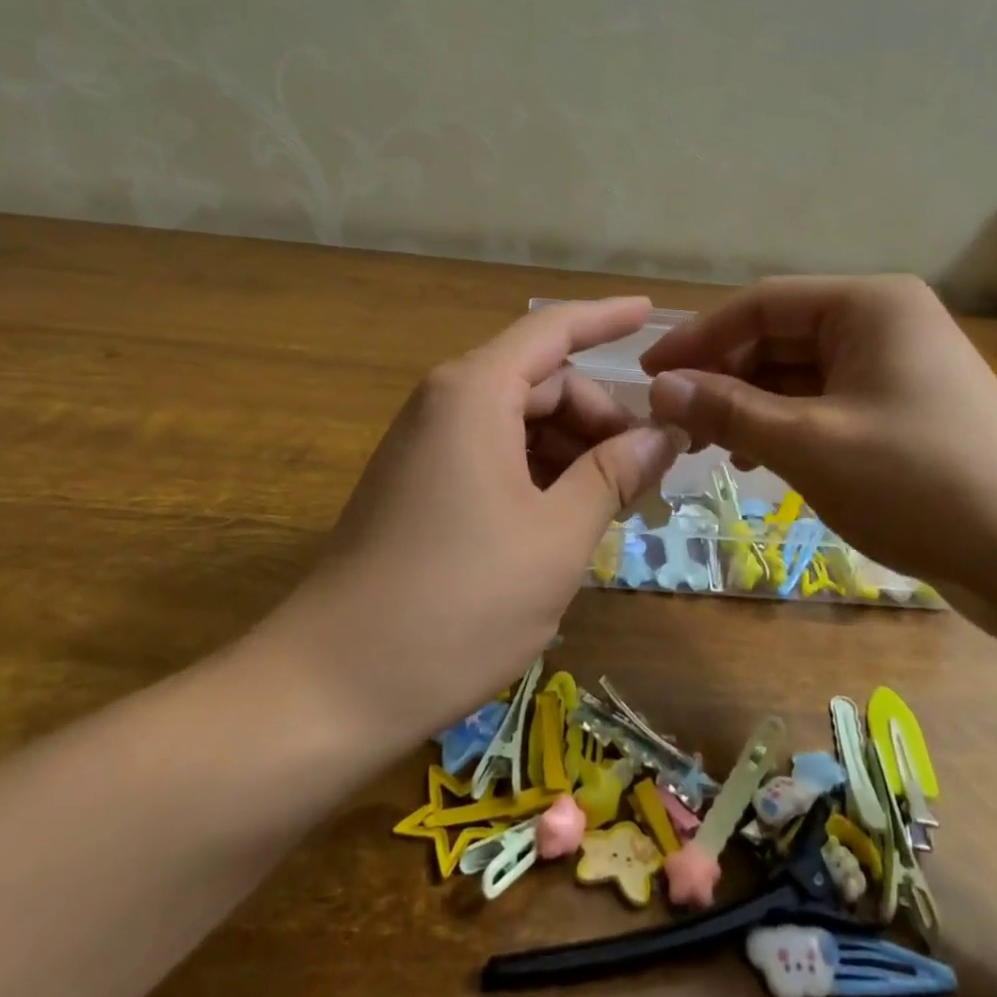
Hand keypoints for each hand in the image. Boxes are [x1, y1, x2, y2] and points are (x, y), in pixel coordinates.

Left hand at [260, 299, 681, 742]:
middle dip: (602, 417)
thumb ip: (614, 473)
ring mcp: (429, 445)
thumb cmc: (459, 602)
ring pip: (522, 423)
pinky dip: (541, 474)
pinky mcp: (421, 484)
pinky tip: (570, 519)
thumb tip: (664, 434)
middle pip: (544, 382)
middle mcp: (447, 402)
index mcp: (476, 392)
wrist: (332, 685)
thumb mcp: (557, 537)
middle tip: (653, 470)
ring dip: (575, 451)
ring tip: (620, 503)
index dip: (607, 318)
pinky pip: (496, 455)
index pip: (554, 331)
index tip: (652, 311)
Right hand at [640, 276, 996, 606]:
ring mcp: (897, 366)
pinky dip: (786, 426)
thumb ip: (728, 410)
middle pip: (779, 337)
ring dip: (751, 406)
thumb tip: (660, 389)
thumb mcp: (809, 445)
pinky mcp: (903, 409)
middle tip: (675, 420)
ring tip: (711, 446)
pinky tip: (759, 462)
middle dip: (724, 378)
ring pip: (799, 374)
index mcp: (868, 305)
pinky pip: (826, 402)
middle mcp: (884, 321)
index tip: (650, 377)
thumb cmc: (919, 483)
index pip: (760, 305)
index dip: (698, 339)